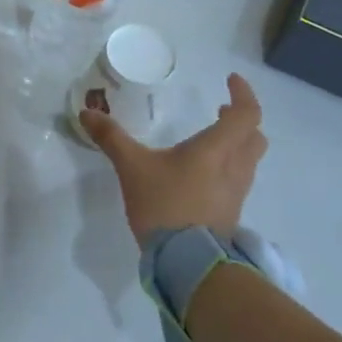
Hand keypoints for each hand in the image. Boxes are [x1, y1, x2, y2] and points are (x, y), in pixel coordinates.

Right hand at [79, 72, 267, 242]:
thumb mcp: (132, 167)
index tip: (230, 80)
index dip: (243, 94)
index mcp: (216, 149)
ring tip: (211, 142)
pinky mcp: (230, 213)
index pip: (246, 114)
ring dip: (237, 144)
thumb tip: (86, 112)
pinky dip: (228, 168)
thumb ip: (111, 138)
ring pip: (249, 160)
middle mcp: (235, 167)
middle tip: (222, 111)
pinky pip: (238, 180)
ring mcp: (236, 193)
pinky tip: (203, 175)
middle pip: (254, 136)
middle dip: (242, 120)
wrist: (187, 261)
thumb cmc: (164, 204)